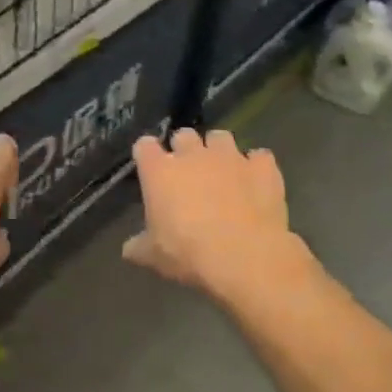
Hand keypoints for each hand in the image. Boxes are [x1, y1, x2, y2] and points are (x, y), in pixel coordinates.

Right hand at [123, 128, 291, 293]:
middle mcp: (193, 155)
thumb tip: (129, 249)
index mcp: (160, 171)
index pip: (144, 146)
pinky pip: (259, 157)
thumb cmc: (189, 254)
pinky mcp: (262, 167)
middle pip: (183, 135)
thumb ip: (140, 247)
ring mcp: (230, 157)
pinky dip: (257, 166)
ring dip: (219, 151)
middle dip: (184, 148)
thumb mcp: (155, 257)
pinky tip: (257, 182)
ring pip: (221, 137)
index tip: (149, 166)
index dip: (147, 154)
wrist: (245, 256)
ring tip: (223, 172)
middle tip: (188, 172)